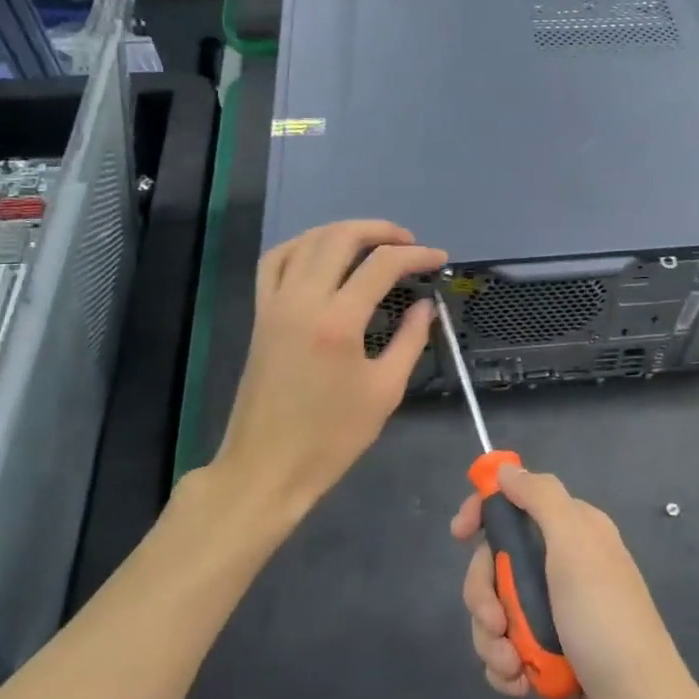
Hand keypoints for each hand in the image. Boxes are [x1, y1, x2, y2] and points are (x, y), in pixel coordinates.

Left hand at [213, 220, 444, 522]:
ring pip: (306, 241)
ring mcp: (275, 304)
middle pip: (340, 237)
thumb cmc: (331, 438)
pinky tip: (321, 254)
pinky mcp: (260, 315)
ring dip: (343, 232)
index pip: (382, 265)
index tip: (439, 259)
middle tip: (409, 243)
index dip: (416, 255)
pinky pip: (275, 261)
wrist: (266, 468)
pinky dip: (302, 246)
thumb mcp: (384, 391)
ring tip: (372, 242)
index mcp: (337, 322)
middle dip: (380, 231)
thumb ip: (410, 341)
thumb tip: (425, 306)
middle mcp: (302, 300)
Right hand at [452, 466, 698, 698]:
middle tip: (496, 621)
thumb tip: (507, 470)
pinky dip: (505, 667)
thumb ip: (541, 499)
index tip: (459, 533)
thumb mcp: (575, 546)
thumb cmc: (605, 621)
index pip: (518, 503)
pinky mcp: (549, 655)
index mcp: (574, 531)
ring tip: (513, 664)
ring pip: (496, 609)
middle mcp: (563, 566)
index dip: (484, 512)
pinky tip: (520, 684)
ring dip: (493, 639)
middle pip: (496, 561)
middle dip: (484, 594)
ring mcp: (556, 613)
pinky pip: (505, 649)